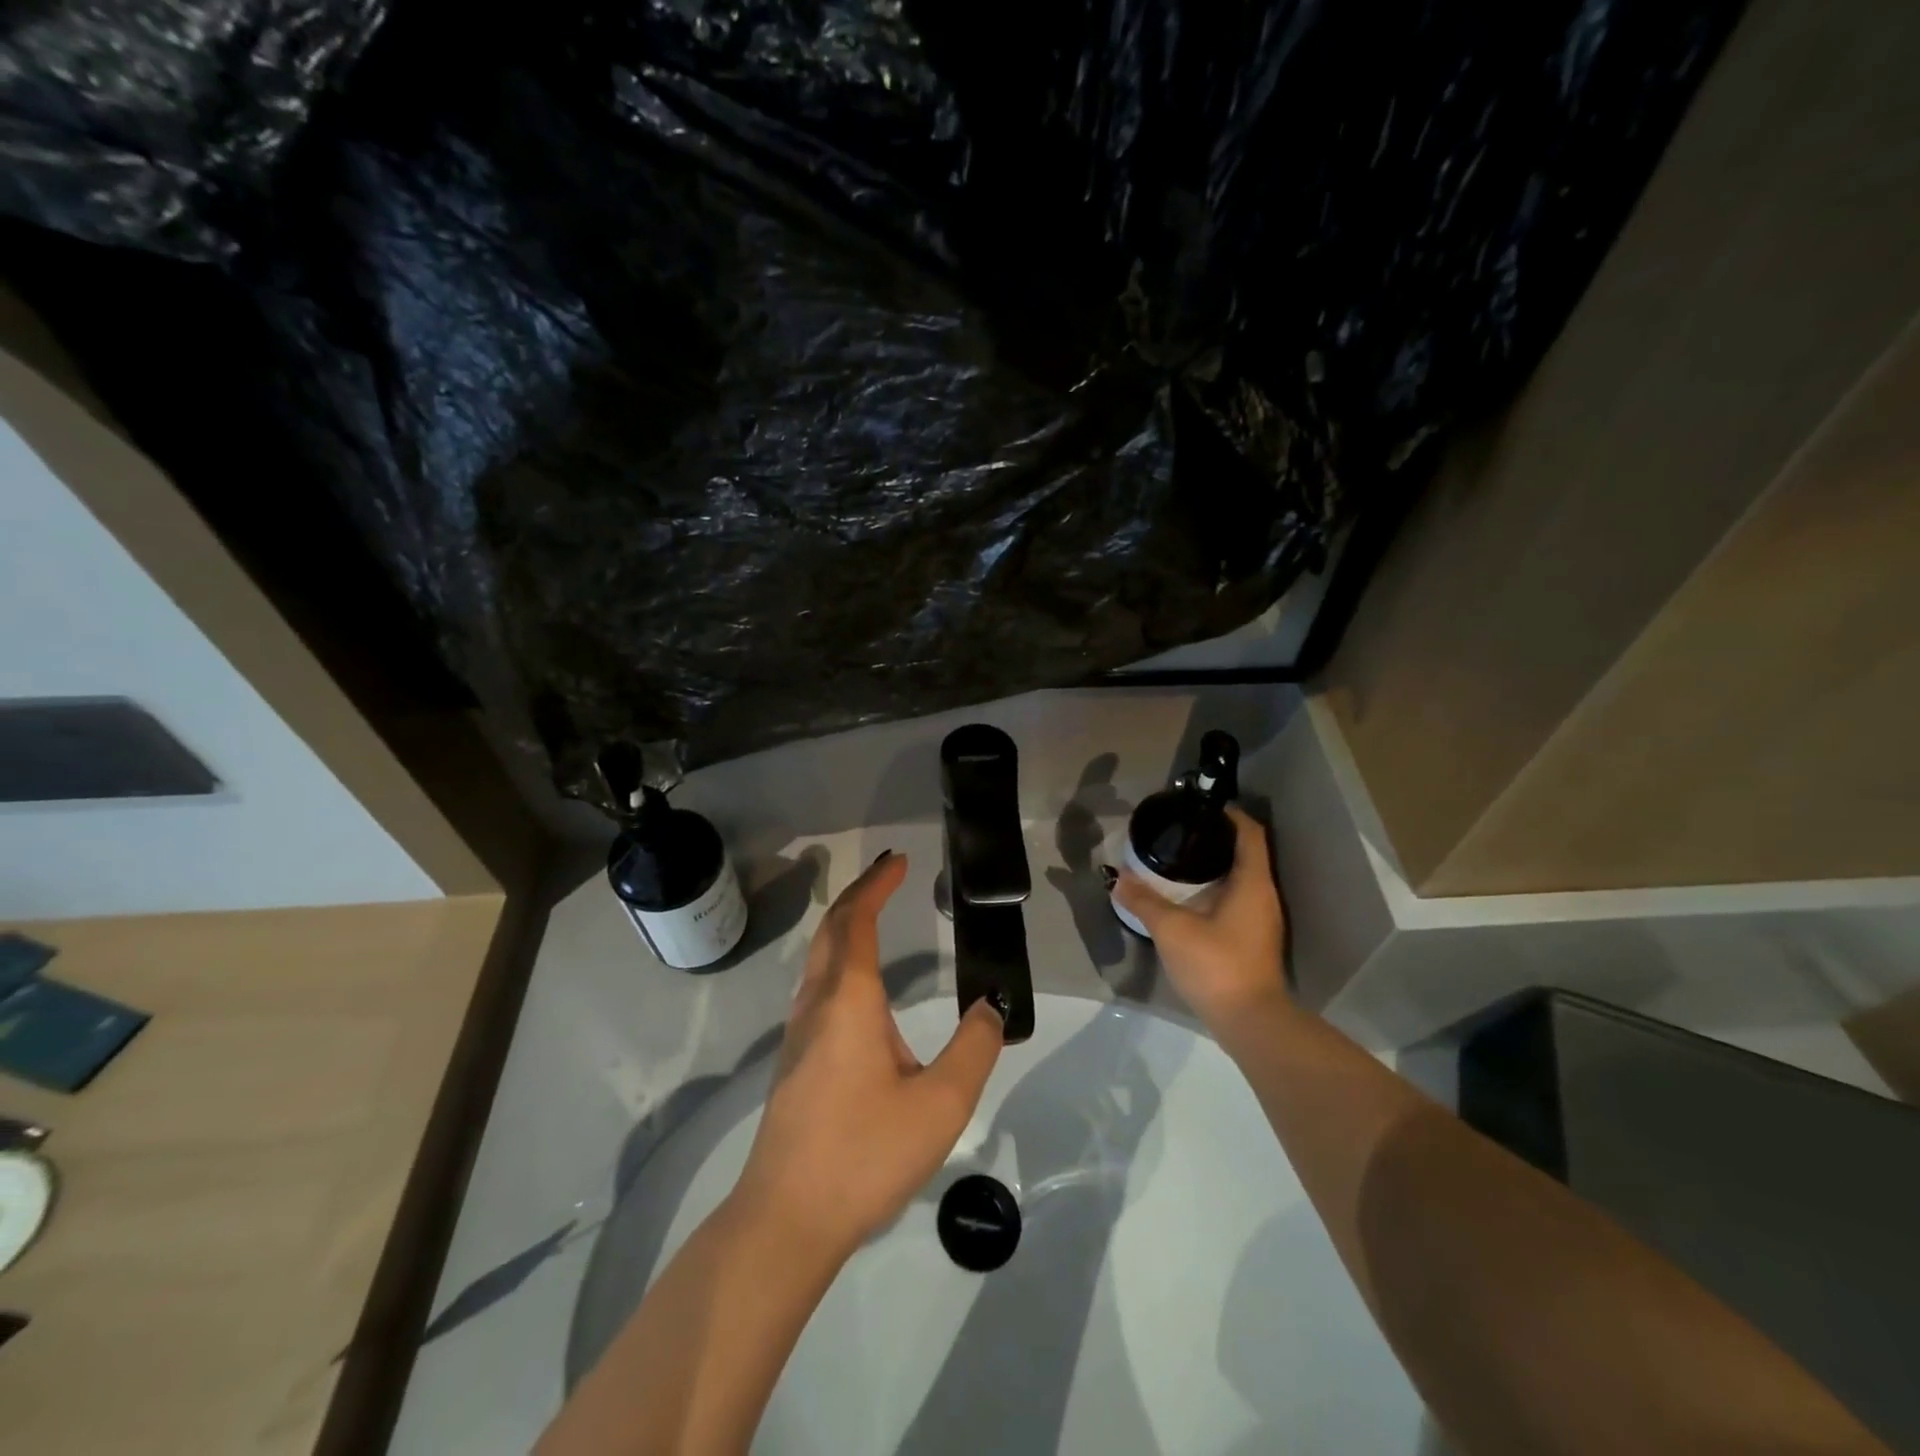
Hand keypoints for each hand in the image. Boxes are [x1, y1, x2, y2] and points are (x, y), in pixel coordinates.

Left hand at [734, 850, 1004, 1259]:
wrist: (786, 1219)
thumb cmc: (864, 1154)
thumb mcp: (940, 1105)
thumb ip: (973, 1049)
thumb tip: (990, 1008)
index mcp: (849, 1000)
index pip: (859, 921)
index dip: (877, 885)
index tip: (900, 862)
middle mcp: (817, 1004)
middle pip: (832, 930)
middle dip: (858, 895)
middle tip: (888, 876)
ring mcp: (798, 1032)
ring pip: (818, 957)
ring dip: (845, 925)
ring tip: (874, 915)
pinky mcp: (794, 1060)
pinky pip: (816, 984)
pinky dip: (839, 957)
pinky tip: (858, 986)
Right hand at [1115, 804, 1287, 1032]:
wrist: (1251, 1023)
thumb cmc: (1216, 965)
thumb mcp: (1172, 929)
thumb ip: (1143, 900)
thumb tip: (1117, 877)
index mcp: (1252, 882)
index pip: (1249, 833)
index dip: (1229, 814)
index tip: (1199, 806)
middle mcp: (1263, 895)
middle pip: (1245, 852)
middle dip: (1215, 838)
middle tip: (1179, 831)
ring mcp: (1261, 920)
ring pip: (1241, 878)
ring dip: (1214, 865)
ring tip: (1178, 859)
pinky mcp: (1254, 940)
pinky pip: (1237, 899)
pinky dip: (1216, 889)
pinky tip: (1188, 898)